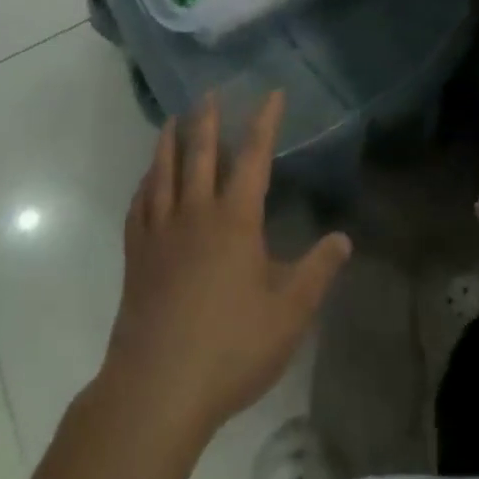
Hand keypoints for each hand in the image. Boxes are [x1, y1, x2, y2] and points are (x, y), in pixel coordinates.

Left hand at [102, 93, 352, 440]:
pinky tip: (146, 180)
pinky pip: (139, 205)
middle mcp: (195, 212)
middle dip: (207, 119)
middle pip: (200, 153)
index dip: (264, 121)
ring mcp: (160, 231)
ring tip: (173, 119)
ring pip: (163, 172)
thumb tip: (342, 238)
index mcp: (235, 220)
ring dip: (169, 141)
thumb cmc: (231, 348)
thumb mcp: (289, 314)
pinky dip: (144, 184)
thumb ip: (317, 272)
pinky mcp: (136, 254)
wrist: (159, 386)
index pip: (253, 156)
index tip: (272, 93)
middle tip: (208, 92)